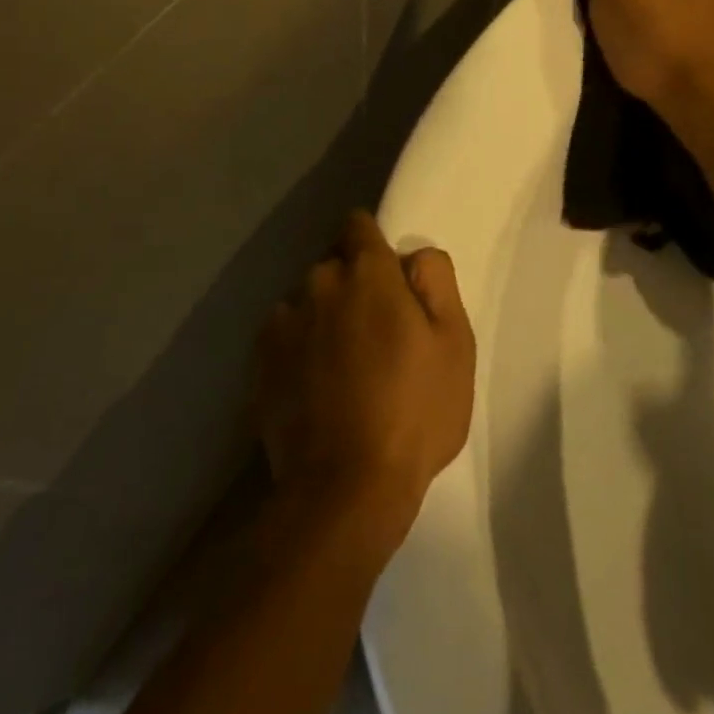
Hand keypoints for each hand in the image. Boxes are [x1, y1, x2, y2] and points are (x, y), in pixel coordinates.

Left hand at [256, 212, 475, 560]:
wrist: (345, 487)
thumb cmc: (413, 410)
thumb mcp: (454, 343)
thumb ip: (436, 282)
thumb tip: (414, 255)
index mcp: (367, 272)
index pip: (358, 225)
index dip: (373, 243)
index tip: (388, 277)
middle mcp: (318, 282)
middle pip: (333, 264)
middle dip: (352, 284)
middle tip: (376, 331)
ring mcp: (283, 322)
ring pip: (307, 300)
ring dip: (324, 315)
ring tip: (343, 365)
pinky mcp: (259, 360)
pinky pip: (284, 334)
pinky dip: (298, 346)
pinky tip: (316, 385)